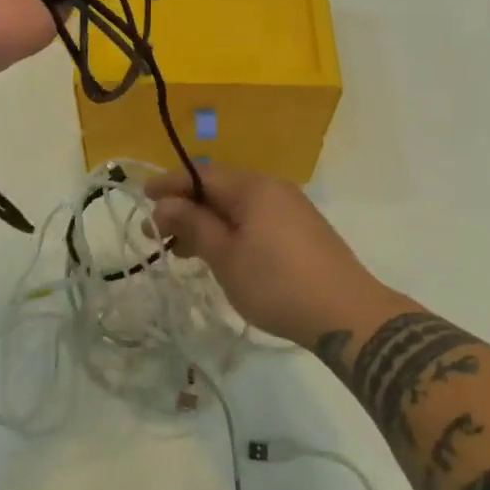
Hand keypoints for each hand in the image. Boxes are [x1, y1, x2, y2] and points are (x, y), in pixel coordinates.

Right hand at [147, 165, 384, 345]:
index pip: (201, 174)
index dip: (169, 185)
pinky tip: (218, 255)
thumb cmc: (277, 283)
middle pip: (218, 189)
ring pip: (236, 207)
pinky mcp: (301, 231)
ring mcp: (290, 209)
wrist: (347, 314)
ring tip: (180, 251)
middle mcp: (272, 188)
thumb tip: (165, 204)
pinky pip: (255, 220)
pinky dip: (230, 232)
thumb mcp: (226, 256)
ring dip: (206, 223)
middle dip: (185, 208)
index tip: (142, 197)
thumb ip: (193, 225)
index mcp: (253, 187)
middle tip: (155, 234)